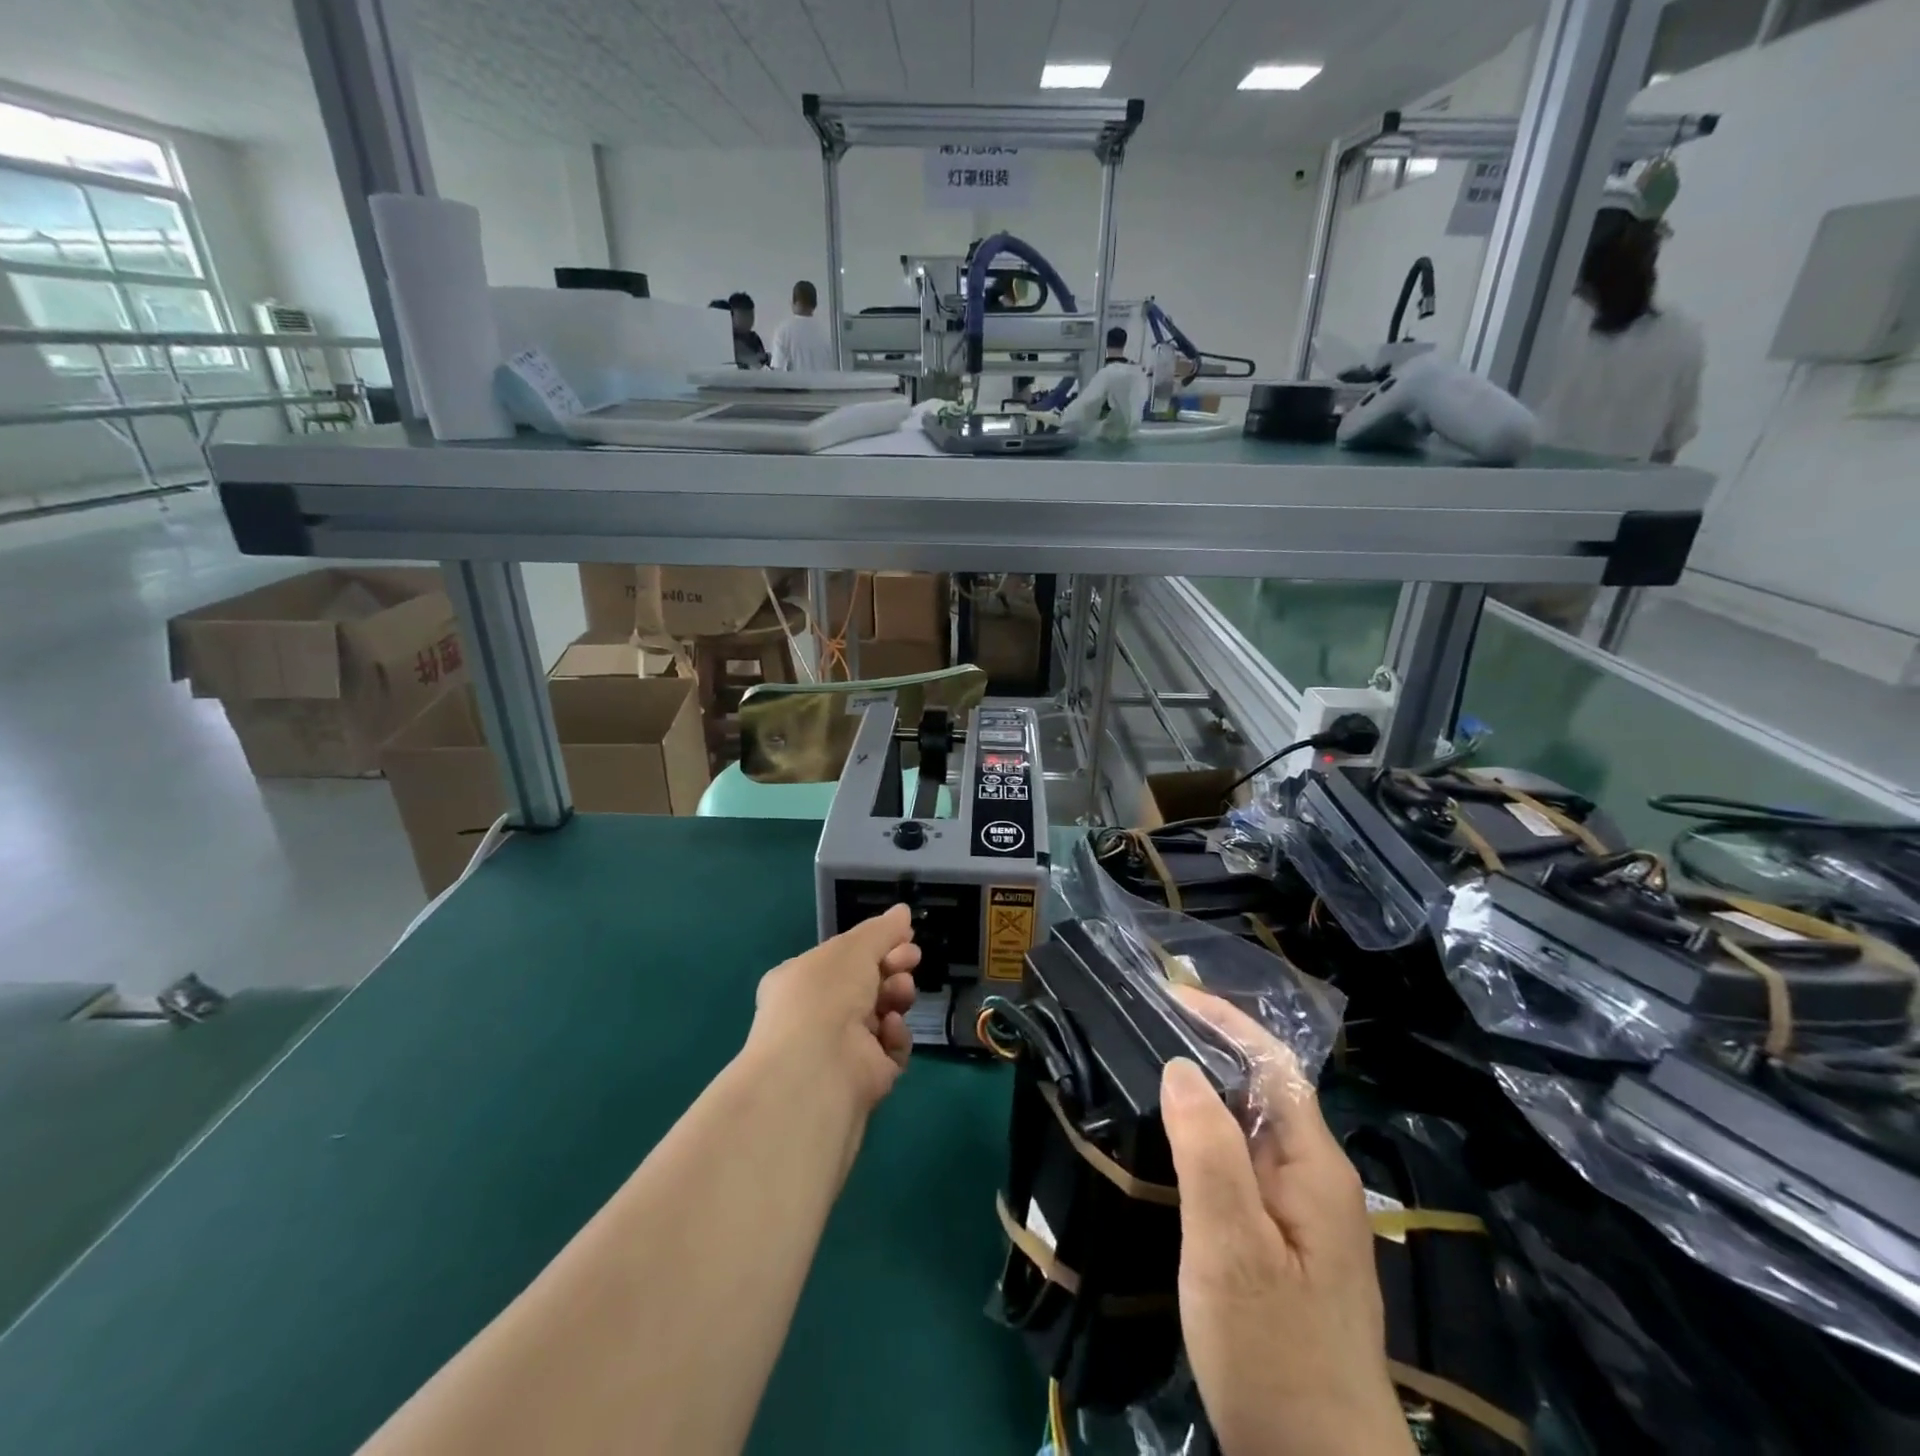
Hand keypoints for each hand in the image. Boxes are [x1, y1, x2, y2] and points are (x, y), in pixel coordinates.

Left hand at [748, 905, 919, 1109]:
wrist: (816, 1069)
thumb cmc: (825, 994)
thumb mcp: (853, 948)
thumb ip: (881, 930)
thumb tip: (903, 911)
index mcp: (801, 979)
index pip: (843, 958)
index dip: (875, 945)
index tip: (904, 936)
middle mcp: (816, 1014)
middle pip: (866, 984)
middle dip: (892, 968)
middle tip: (911, 959)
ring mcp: (840, 1047)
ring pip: (882, 1013)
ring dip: (896, 997)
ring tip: (900, 993)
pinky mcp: (864, 1076)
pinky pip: (890, 1048)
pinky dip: (895, 1036)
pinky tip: (889, 1030)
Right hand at [1162, 988, 1411, 1455]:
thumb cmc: (1275, 1354)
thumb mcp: (1232, 1249)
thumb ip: (1208, 1150)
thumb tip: (1181, 1064)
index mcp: (1314, 1165)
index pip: (1272, 1063)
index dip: (1225, 1020)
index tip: (1168, 994)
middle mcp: (1315, 1178)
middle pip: (1262, 1089)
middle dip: (1209, 1046)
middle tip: (1142, 1026)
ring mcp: (1302, 1215)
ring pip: (1250, 1127)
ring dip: (1204, 1090)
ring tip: (1145, 1069)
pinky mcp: (1283, 1244)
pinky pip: (1242, 1163)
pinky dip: (1204, 1134)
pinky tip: (1170, 1143)